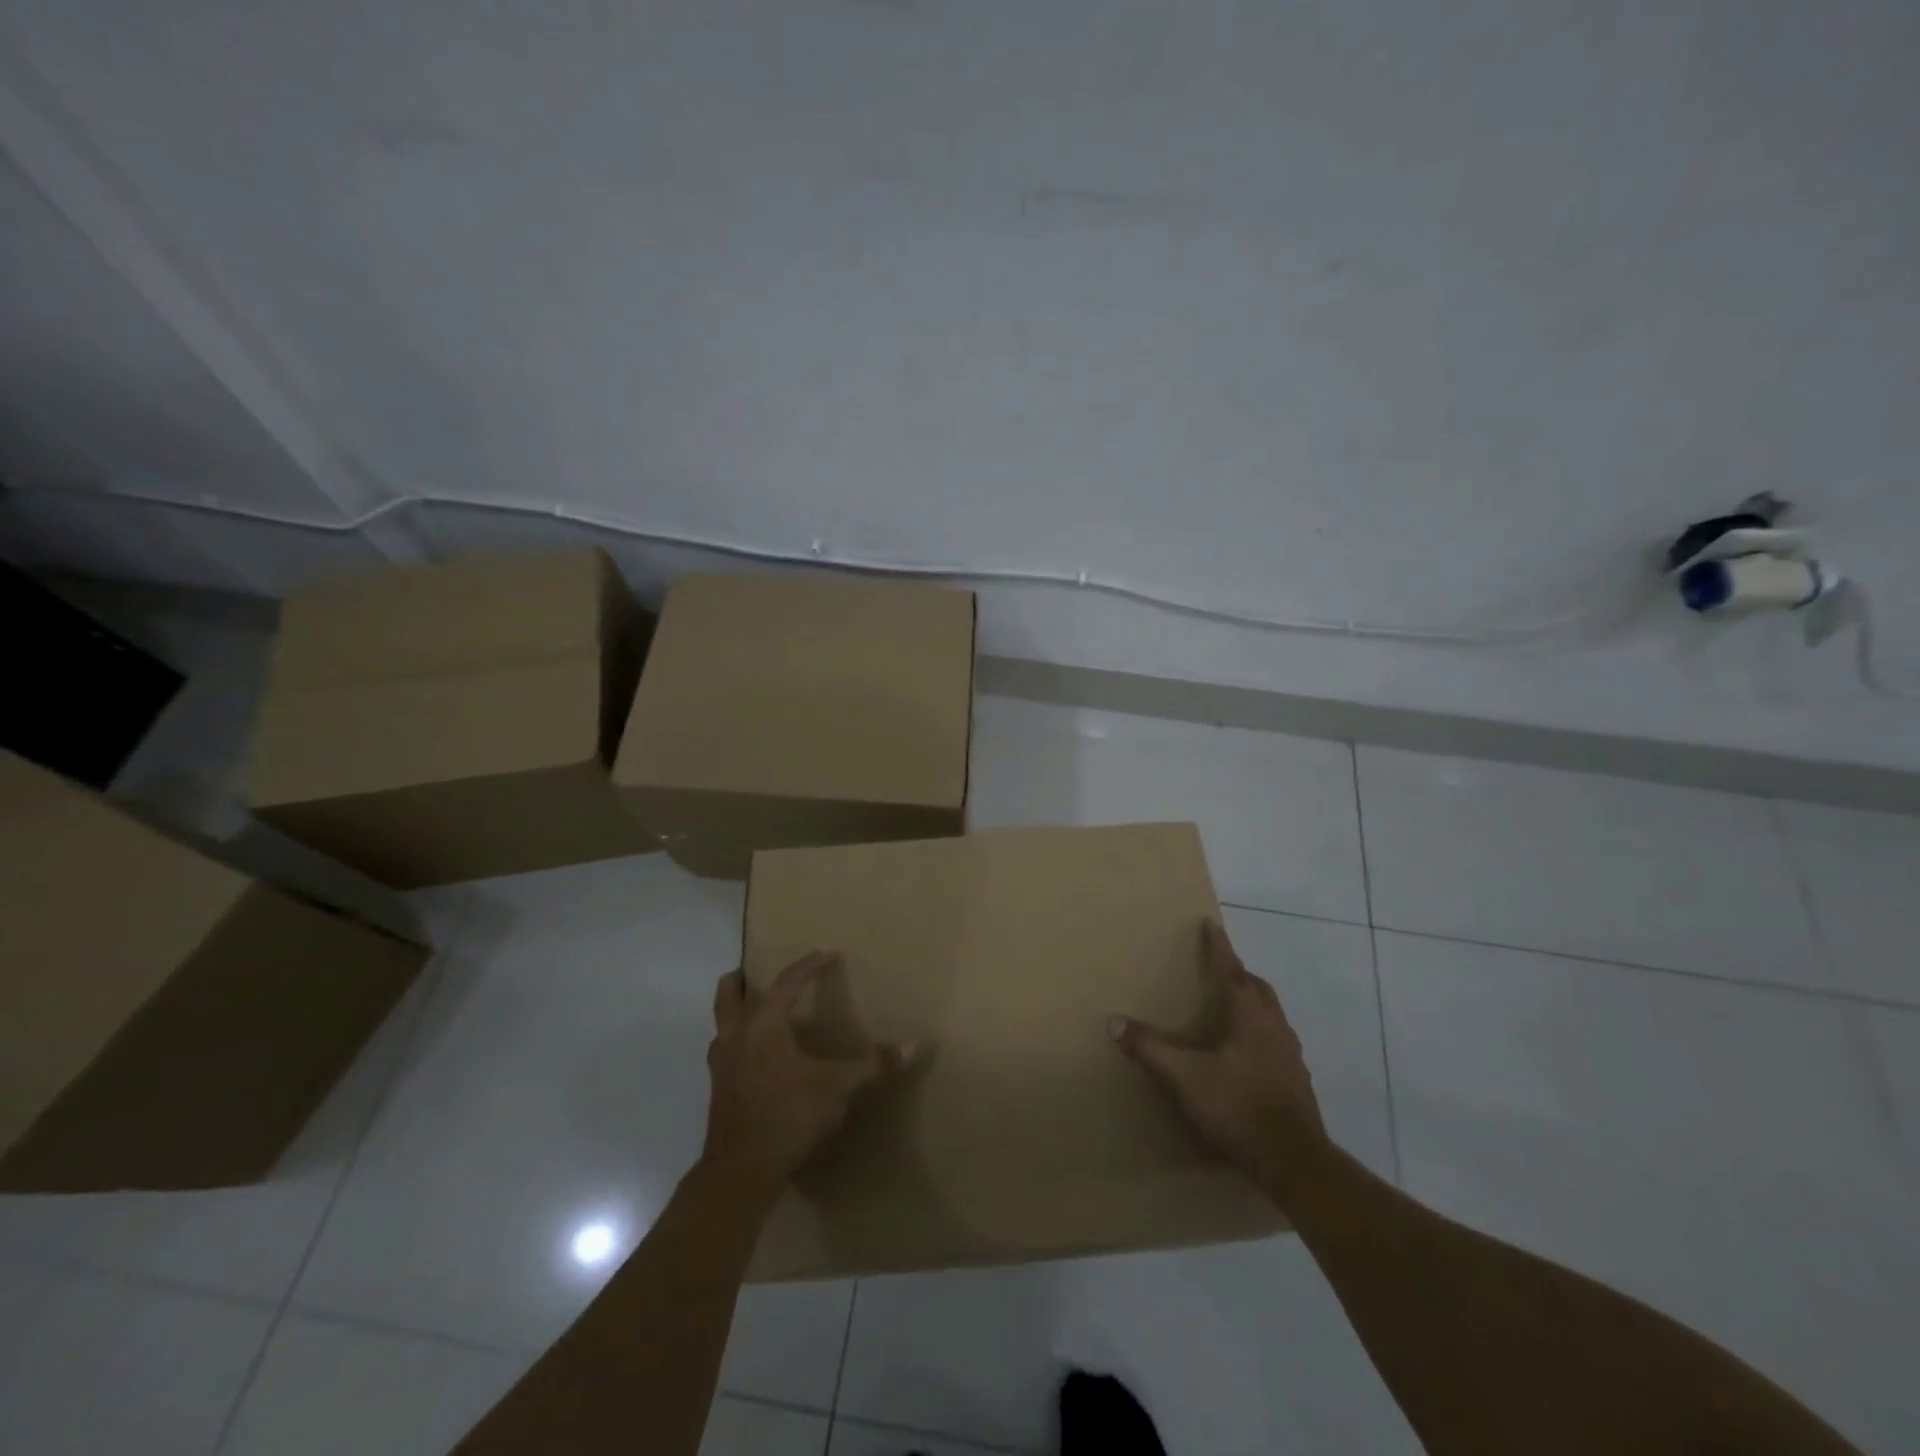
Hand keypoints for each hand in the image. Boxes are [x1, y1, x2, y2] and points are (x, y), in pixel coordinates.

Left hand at [702, 951, 918, 1189]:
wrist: (740, 1172)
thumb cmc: (789, 1115)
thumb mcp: (837, 1088)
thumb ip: (873, 1065)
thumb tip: (916, 1045)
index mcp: (764, 1025)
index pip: (786, 982)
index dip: (808, 966)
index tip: (827, 954)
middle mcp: (737, 1037)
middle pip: (728, 995)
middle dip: (740, 981)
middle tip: (752, 972)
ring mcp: (722, 1066)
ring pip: (722, 1026)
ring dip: (735, 1014)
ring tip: (755, 1014)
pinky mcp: (718, 1093)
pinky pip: (724, 1054)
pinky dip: (737, 1045)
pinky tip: (754, 1061)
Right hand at [1110, 918, 1327, 1183]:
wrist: (1294, 1161)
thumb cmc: (1239, 1107)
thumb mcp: (1186, 1077)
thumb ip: (1151, 1048)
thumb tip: (1114, 1021)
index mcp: (1249, 1014)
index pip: (1232, 969)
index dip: (1219, 946)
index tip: (1211, 924)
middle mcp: (1274, 1025)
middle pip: (1256, 987)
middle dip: (1237, 972)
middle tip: (1217, 968)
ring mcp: (1290, 1052)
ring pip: (1270, 1013)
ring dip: (1250, 1001)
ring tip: (1229, 1007)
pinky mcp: (1296, 1078)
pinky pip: (1275, 1039)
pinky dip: (1258, 1031)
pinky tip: (1244, 1053)